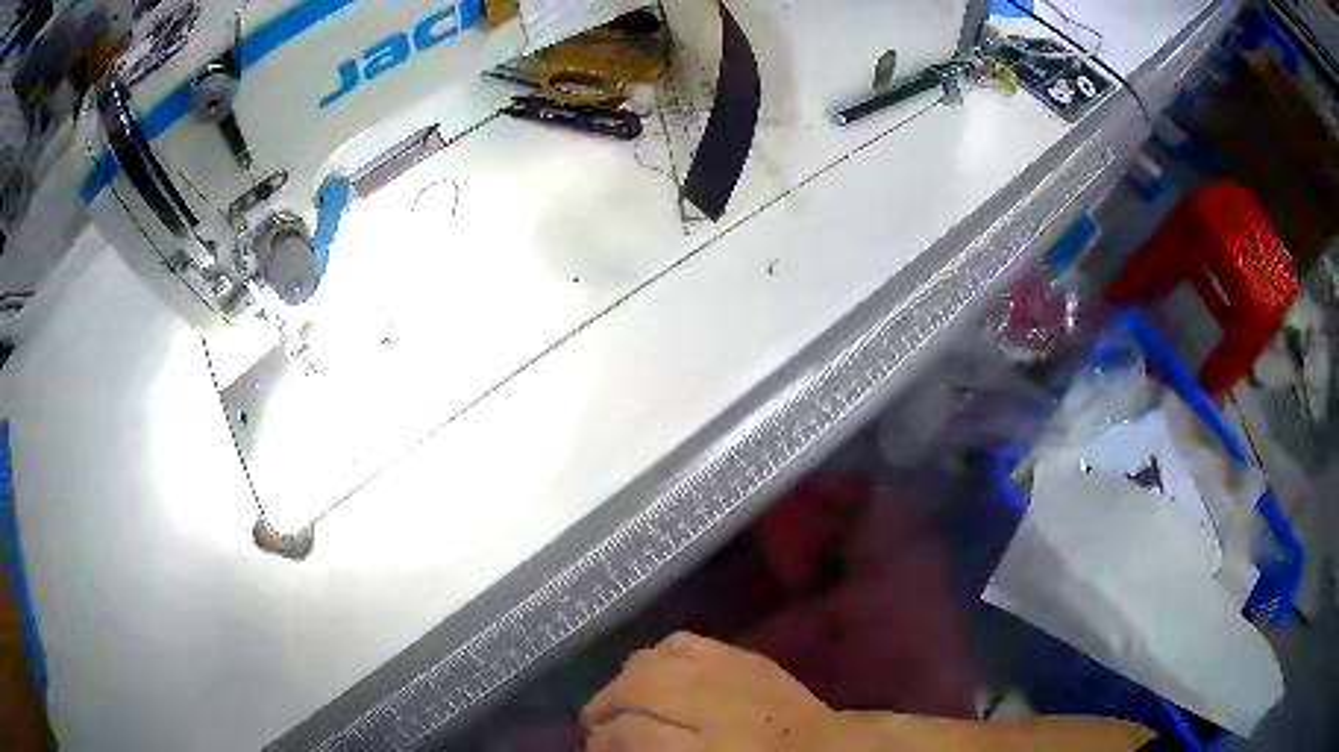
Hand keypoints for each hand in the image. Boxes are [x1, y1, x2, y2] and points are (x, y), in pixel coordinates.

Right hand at [581, 632, 866, 751]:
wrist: (827, 750)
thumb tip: (615, 743)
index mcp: (708, 747)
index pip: (632, 733)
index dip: (603, 741)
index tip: (592, 747)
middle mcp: (716, 702)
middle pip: (637, 685)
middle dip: (606, 702)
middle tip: (595, 723)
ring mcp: (732, 671)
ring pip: (655, 658)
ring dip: (628, 679)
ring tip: (621, 699)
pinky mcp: (745, 656)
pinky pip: (686, 642)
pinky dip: (660, 656)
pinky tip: (657, 673)